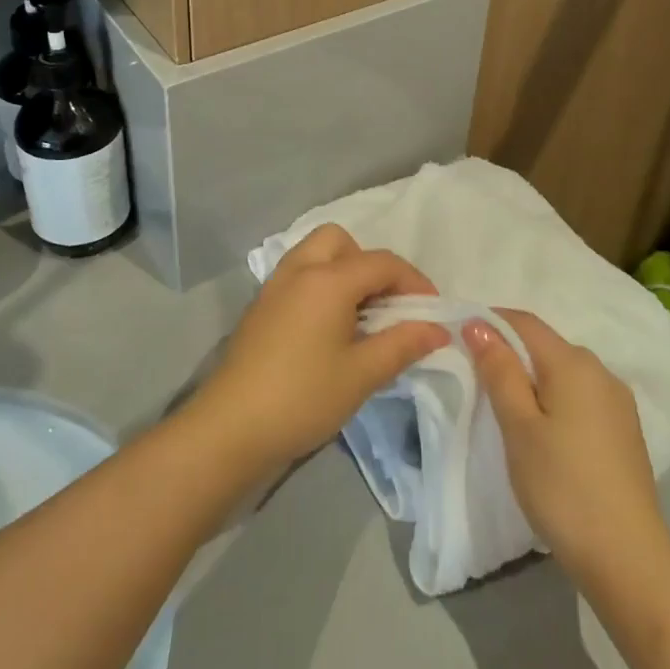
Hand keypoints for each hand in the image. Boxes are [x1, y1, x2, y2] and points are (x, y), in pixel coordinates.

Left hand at [191, 225, 449, 475]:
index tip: (432, 312)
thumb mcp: (362, 374)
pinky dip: (321, 284)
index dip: (414, 282)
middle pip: (342, 241)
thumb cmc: (303, 397)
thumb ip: (403, 344)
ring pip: (316, 253)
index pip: (382, 263)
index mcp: (329, 279)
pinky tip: (329, 327)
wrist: (231, 427)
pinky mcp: (261, 305)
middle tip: (385, 304)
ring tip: (359, 315)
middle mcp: (300, 269)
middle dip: (370, 264)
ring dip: (343, 270)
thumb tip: (438, 329)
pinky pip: (299, 273)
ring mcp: (276, 285)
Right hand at [464, 309, 669, 580]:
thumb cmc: (562, 487)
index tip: (459, 338)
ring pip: (563, 372)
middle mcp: (601, 371)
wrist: (628, 559)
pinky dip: (554, 400)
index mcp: (574, 362)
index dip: (490, 322)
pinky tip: (543, 430)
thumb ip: (499, 371)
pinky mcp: (624, 430)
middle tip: (476, 378)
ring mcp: (617, 402)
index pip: (524, 322)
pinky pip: (580, 396)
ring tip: (505, 407)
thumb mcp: (518, 427)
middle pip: (545, 345)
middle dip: (510, 352)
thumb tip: (478, 324)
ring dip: (532, 378)